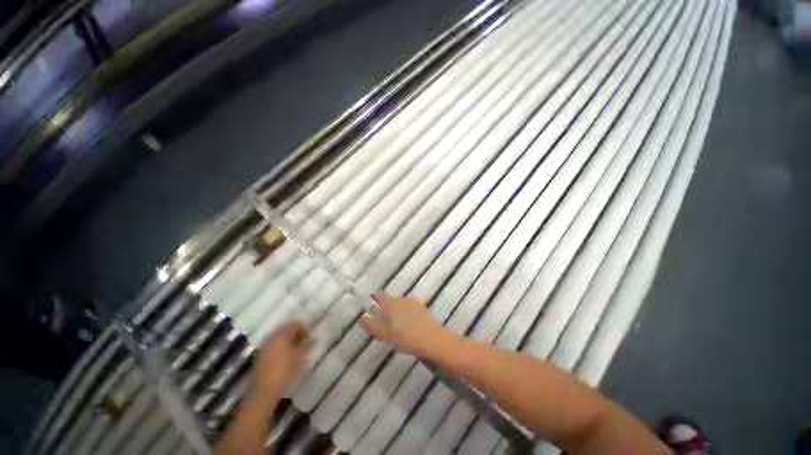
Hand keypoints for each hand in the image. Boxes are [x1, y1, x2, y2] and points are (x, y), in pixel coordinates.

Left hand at [253, 321, 311, 392]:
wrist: (266, 389)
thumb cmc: (286, 370)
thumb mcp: (301, 356)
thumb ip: (308, 344)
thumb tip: (313, 338)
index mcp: (283, 335)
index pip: (295, 324)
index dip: (304, 328)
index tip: (309, 336)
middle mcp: (272, 337)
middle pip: (285, 329)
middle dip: (295, 332)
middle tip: (302, 340)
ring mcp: (265, 346)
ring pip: (278, 336)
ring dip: (287, 339)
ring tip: (294, 348)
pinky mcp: (260, 355)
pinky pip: (272, 344)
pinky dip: (279, 345)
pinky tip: (284, 354)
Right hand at [360, 293, 452, 357]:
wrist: (432, 340)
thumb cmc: (405, 337)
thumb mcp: (384, 333)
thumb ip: (372, 325)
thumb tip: (361, 317)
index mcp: (392, 303)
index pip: (381, 296)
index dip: (375, 297)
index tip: (371, 300)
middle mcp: (402, 300)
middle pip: (391, 299)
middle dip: (386, 305)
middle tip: (381, 315)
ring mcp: (414, 304)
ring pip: (401, 304)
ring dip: (396, 309)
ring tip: (393, 320)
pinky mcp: (423, 310)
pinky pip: (410, 309)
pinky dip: (406, 313)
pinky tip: (407, 322)